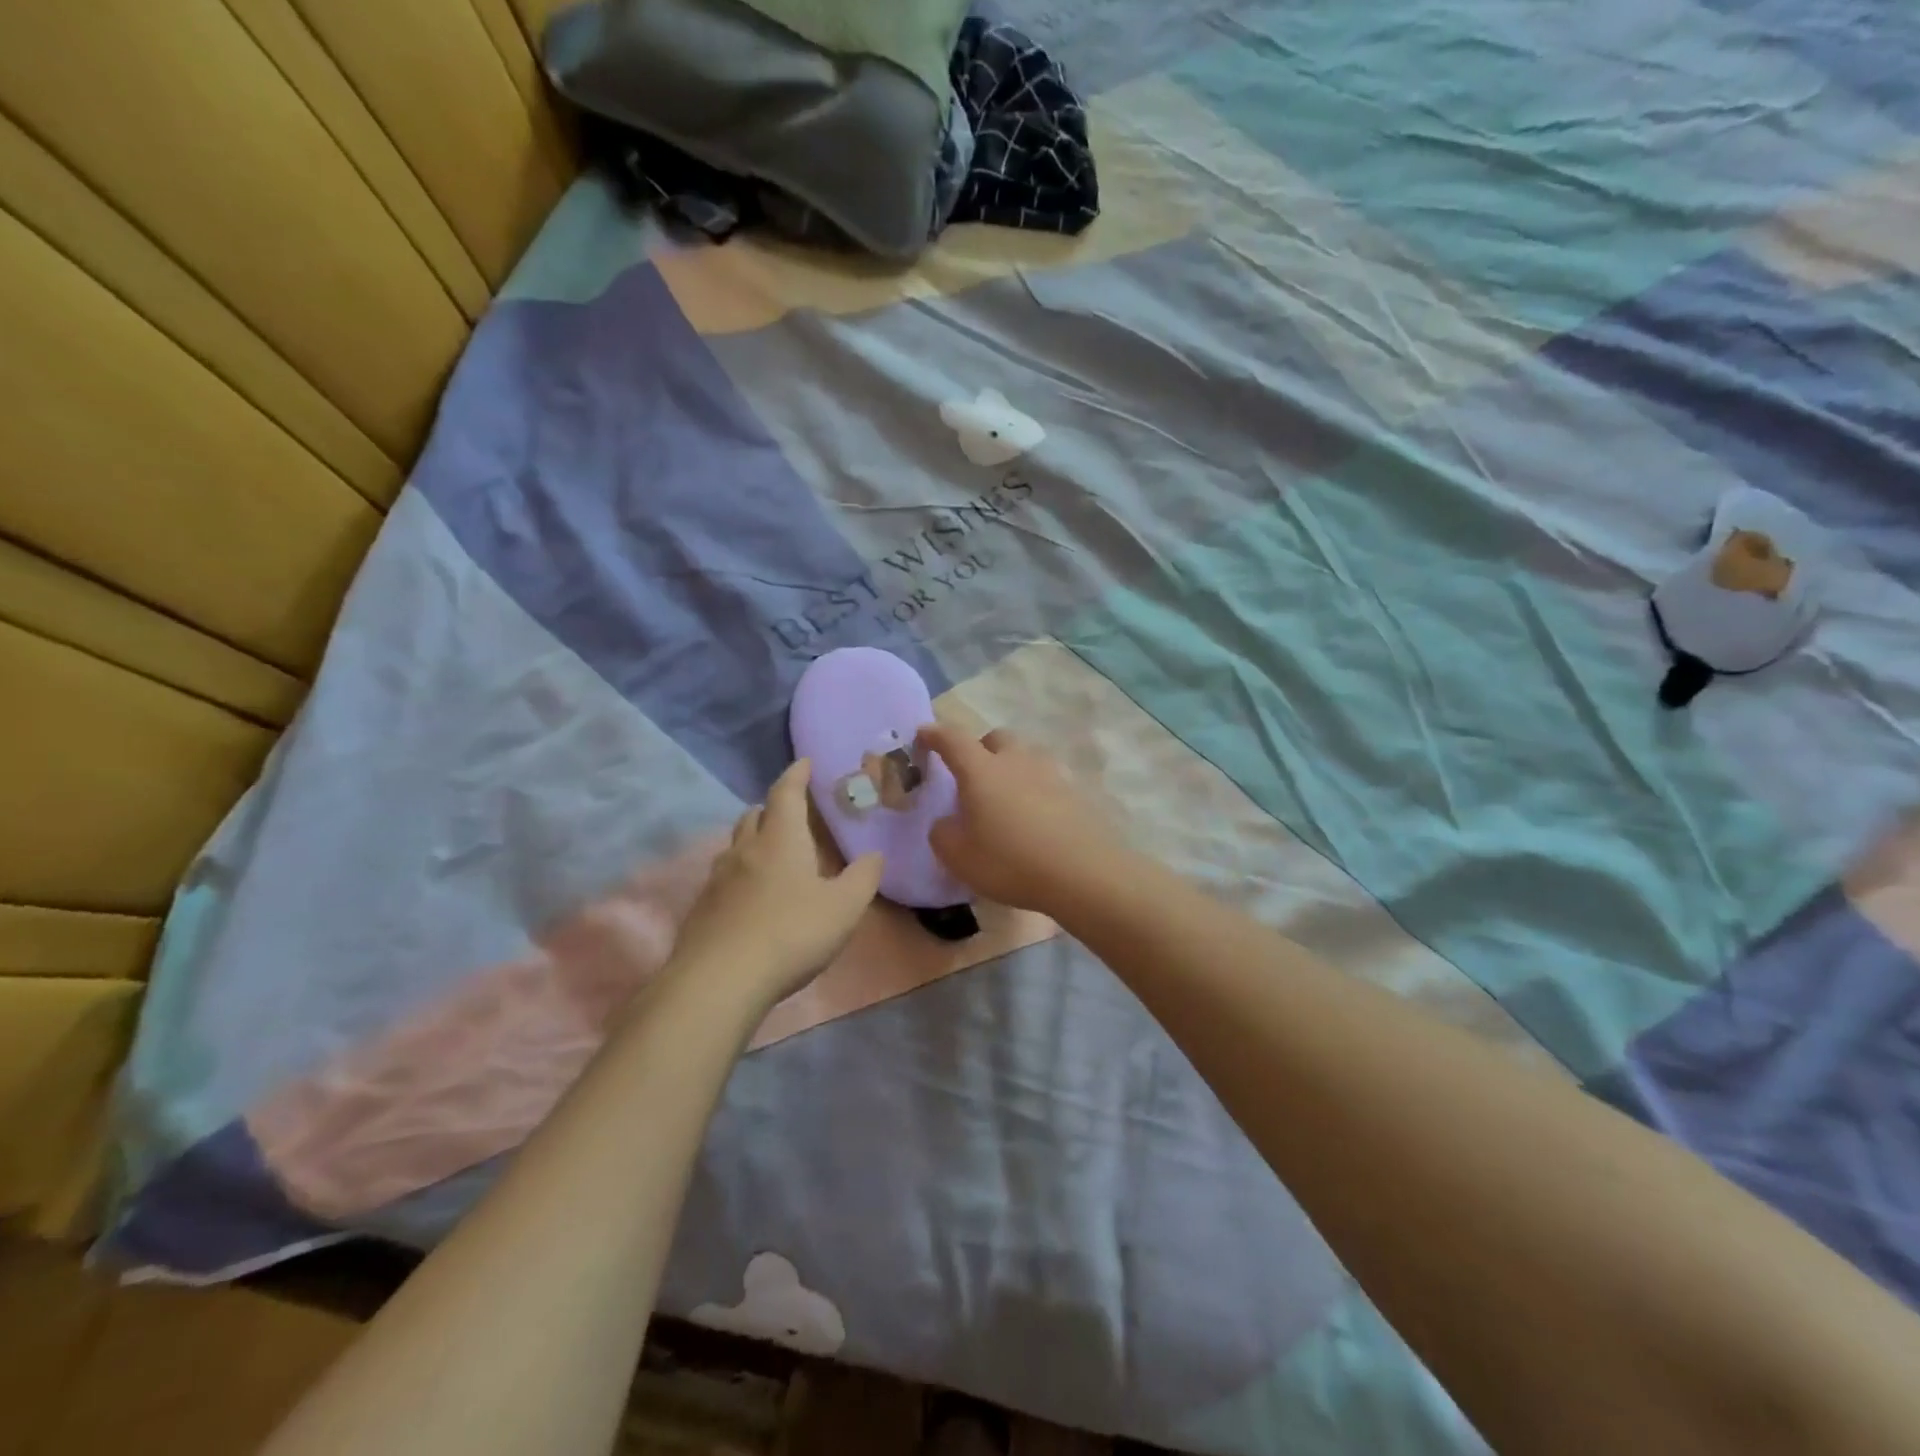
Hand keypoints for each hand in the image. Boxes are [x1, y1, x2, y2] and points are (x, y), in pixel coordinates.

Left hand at [668, 760, 883, 1007]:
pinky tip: (752, 897)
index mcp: (780, 839)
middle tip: (793, 813)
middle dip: (774, 807)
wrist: (719, 980)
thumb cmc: (791, 934)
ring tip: (774, 854)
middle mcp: (745, 849)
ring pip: (736, 845)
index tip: (805, 763)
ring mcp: (717, 878)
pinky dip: (741, 873)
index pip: (786, 792)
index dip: (796, 774)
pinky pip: (724, 876)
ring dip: (755, 840)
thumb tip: (874, 856)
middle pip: (755, 814)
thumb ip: (863, 878)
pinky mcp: (702, 908)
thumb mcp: (844, 908)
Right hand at [916, 723, 1127, 913]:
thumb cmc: (1011, 862)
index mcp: (982, 770)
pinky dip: (1035, 792)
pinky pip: (1047, 781)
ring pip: (1025, 758)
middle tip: (972, 777)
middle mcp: (1016, 761)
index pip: (952, 739)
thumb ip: (943, 834)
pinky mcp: (1076, 792)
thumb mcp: (959, 858)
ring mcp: (1051, 774)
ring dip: (1011, 769)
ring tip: (1005, 801)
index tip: (923, 734)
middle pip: (996, 739)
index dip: (935, 734)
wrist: (1084, 873)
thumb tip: (947, 822)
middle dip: (980, 749)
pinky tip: (1035, 819)